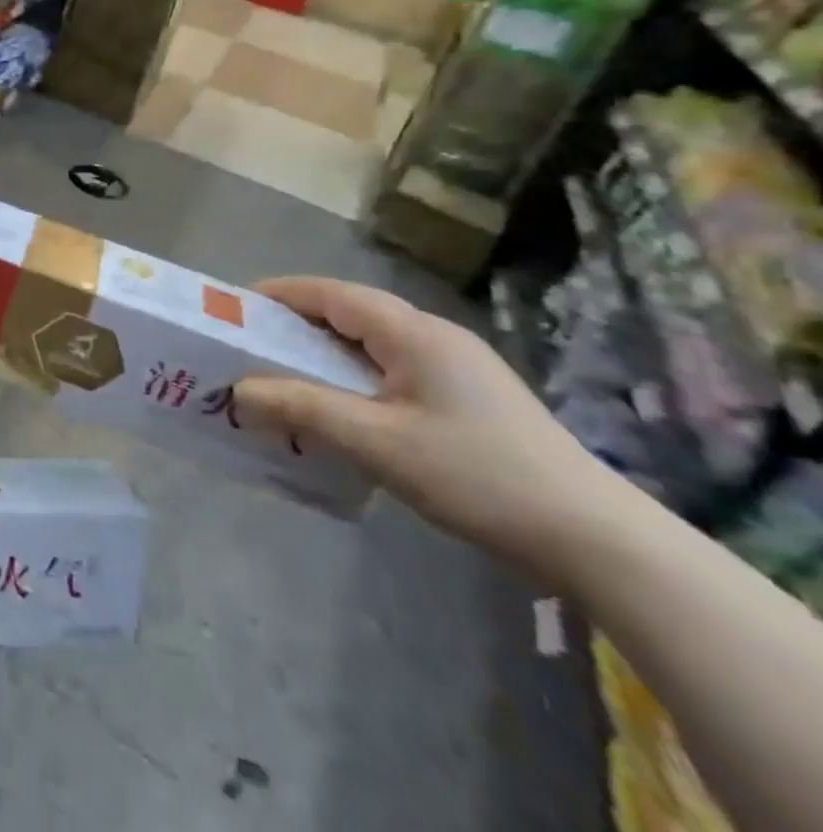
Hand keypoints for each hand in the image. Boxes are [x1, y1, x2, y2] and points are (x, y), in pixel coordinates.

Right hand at [236, 276, 618, 578]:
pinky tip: (341, 412)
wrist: (598, 541)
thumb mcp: (377, 442)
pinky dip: (353, 380)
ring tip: (283, 380)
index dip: (279, 294)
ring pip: (371, 345)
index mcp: (412, 332)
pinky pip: (392, 372)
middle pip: (349, 315)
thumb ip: (302, 409)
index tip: (234, 308)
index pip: (331, 293)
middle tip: (249, 349)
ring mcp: (457, 368)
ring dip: (323, 357)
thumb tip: (238, 391)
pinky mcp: (469, 399)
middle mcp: (434, 337)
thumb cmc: (478, 476)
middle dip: (295, 326)